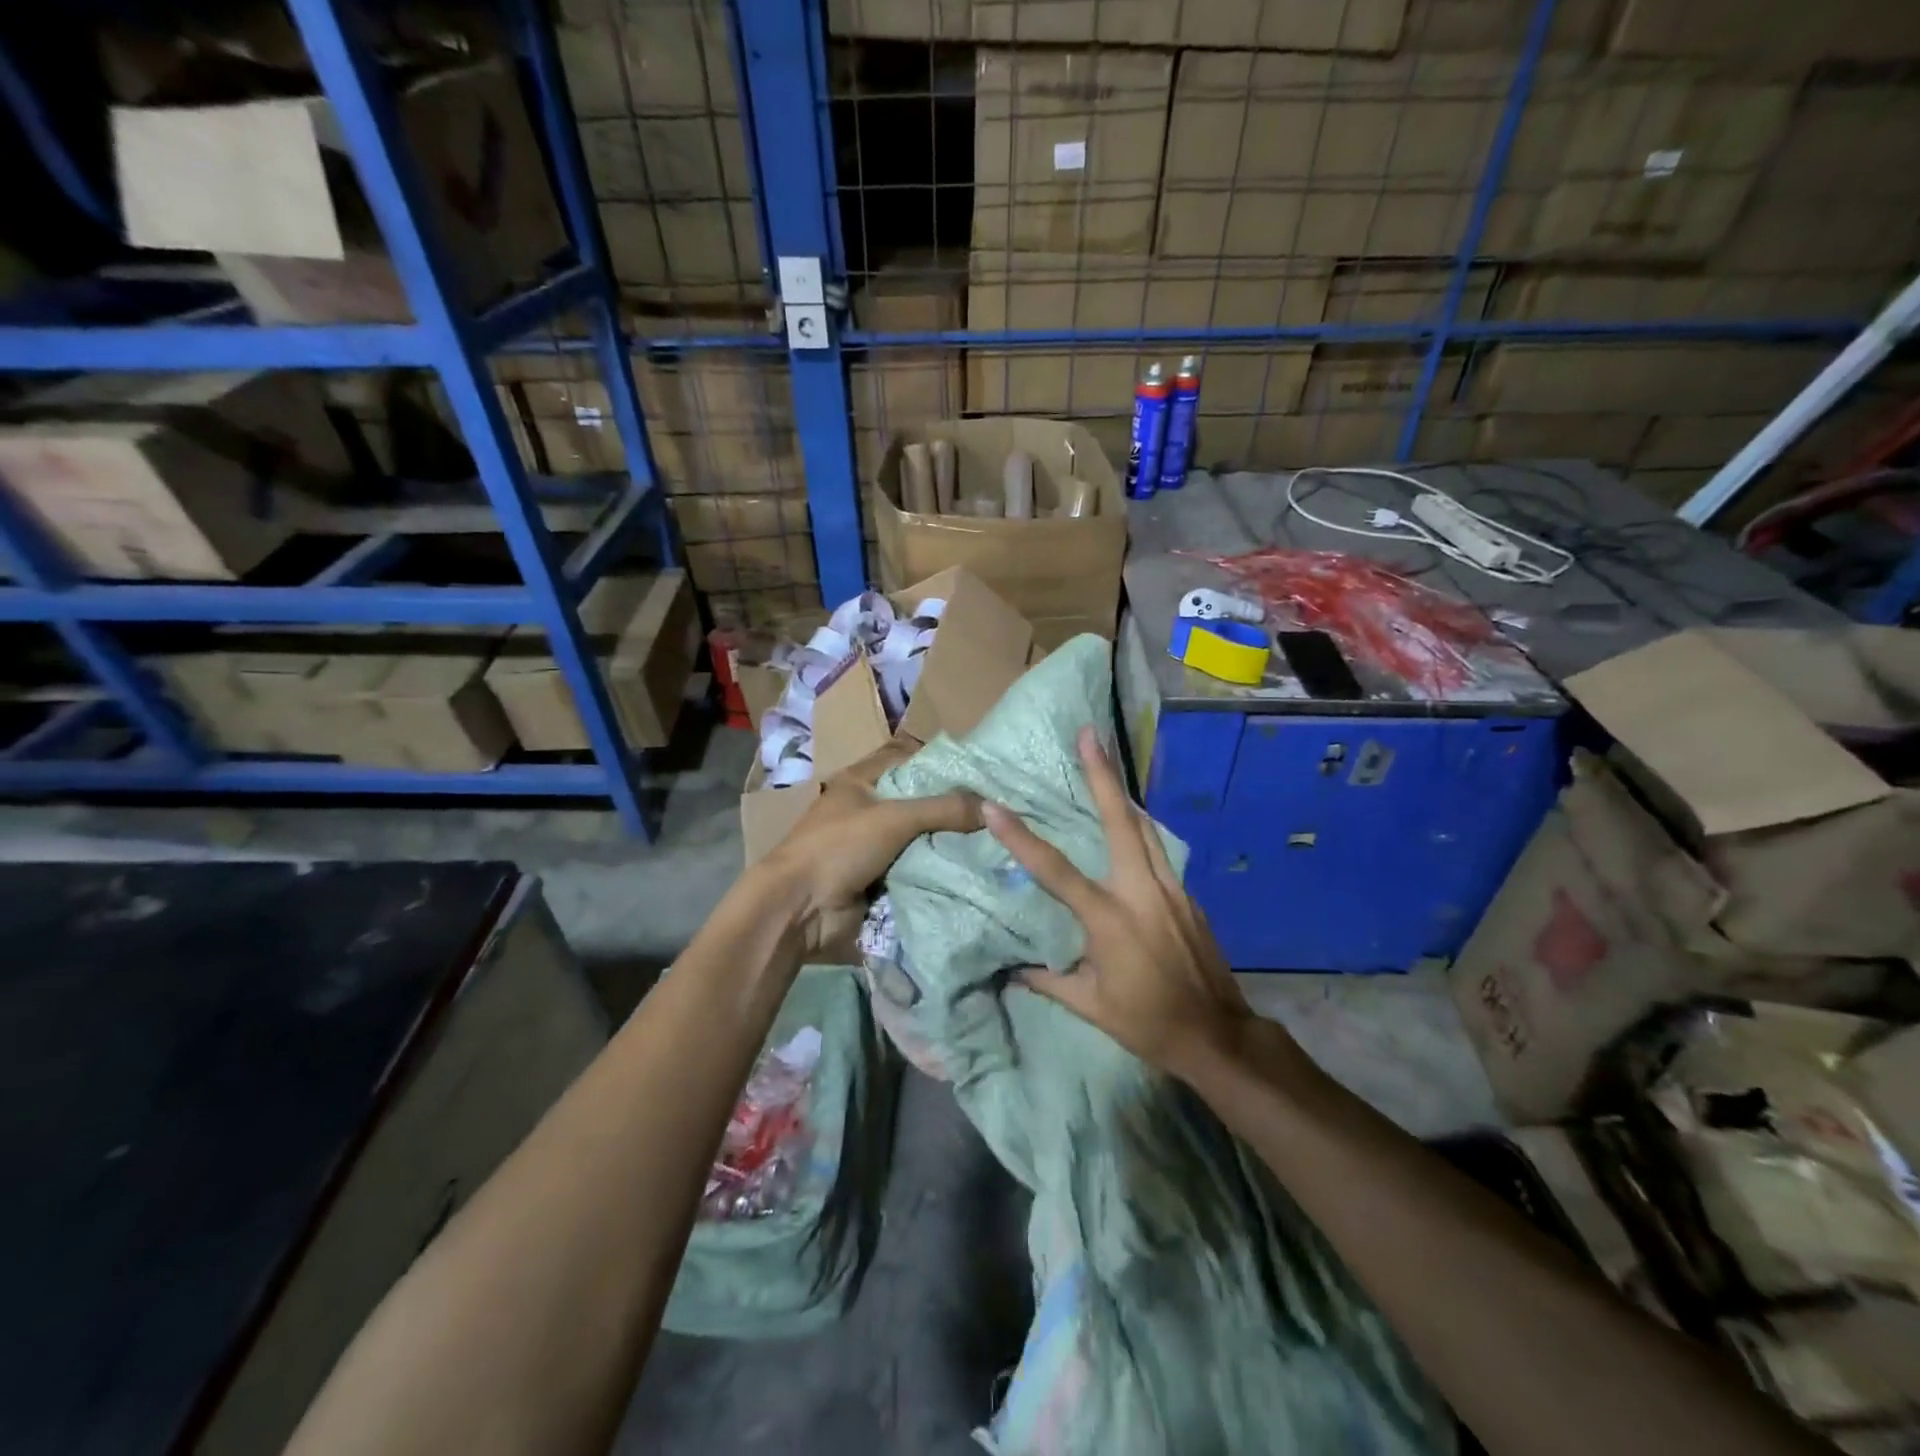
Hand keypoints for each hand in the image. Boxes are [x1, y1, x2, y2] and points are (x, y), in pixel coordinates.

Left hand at [760, 741, 982, 955]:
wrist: (798, 910)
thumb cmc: (838, 847)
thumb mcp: (894, 817)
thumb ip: (944, 809)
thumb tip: (994, 809)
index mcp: (861, 782)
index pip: (910, 762)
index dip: (944, 766)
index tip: (985, 774)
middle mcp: (869, 811)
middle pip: (921, 805)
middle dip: (955, 810)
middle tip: (1000, 812)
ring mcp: (875, 849)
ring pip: (923, 840)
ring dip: (951, 845)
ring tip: (999, 842)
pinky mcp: (881, 882)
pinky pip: (919, 872)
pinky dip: (941, 873)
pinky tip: (977, 872)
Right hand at [982, 726, 1262, 1080]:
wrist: (1218, 1034)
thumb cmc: (1147, 1023)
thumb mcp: (1090, 1007)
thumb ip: (1048, 981)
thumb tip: (1012, 968)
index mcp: (1109, 919)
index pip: (1055, 871)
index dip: (1021, 838)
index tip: (995, 806)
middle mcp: (1141, 891)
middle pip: (1121, 821)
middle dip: (1103, 775)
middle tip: (1089, 735)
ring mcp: (1171, 889)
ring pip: (1145, 828)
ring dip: (1123, 794)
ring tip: (1106, 763)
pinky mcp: (1187, 895)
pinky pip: (1158, 851)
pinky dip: (1138, 830)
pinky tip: (1128, 827)